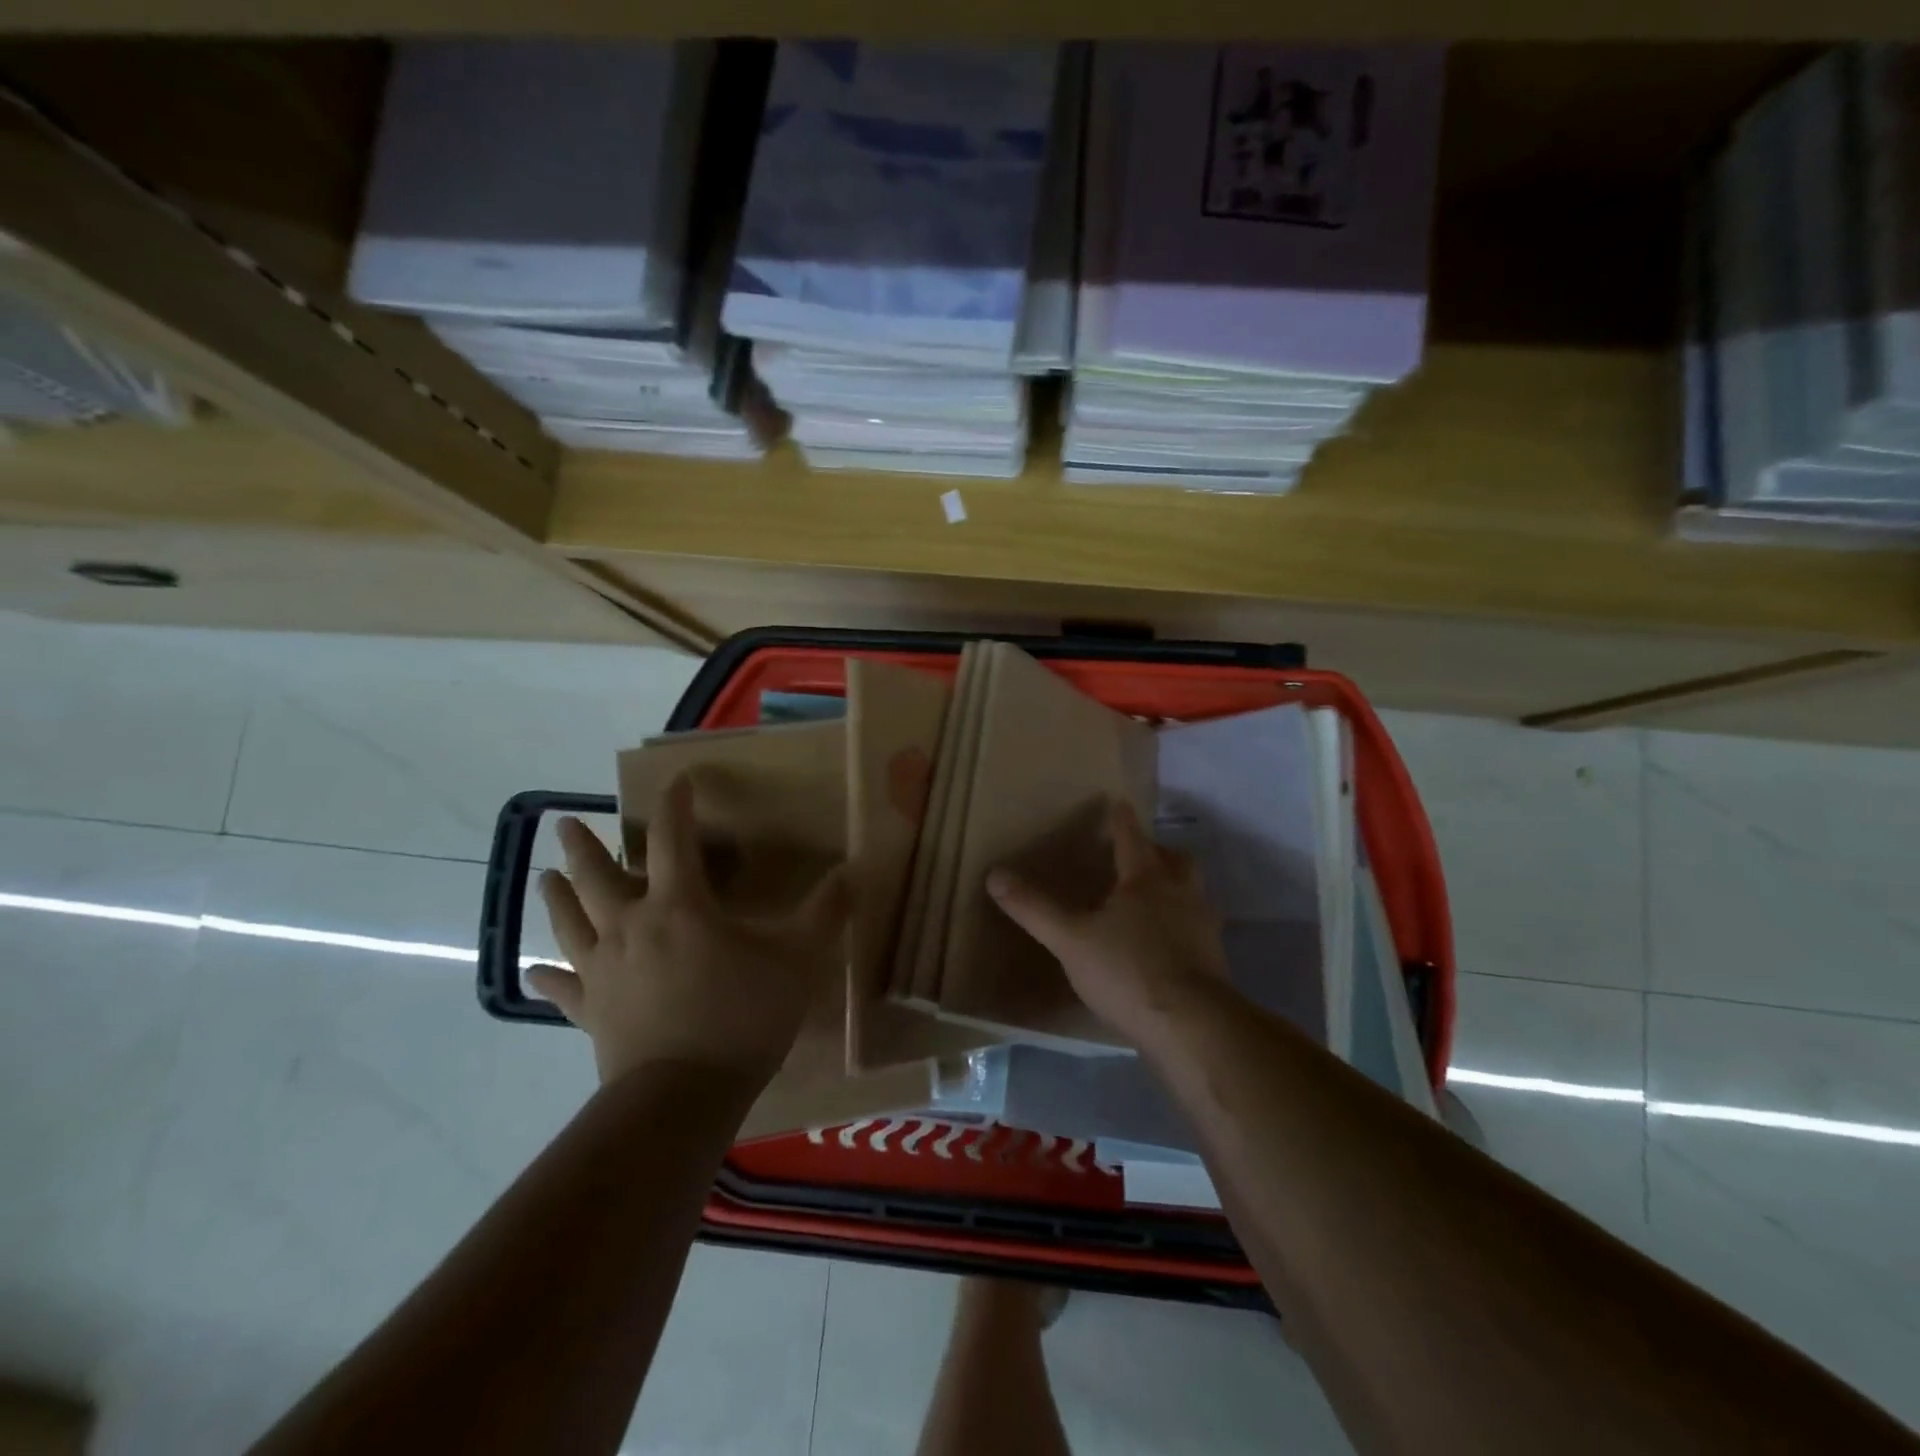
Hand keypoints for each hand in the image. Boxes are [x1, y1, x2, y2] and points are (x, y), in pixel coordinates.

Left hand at [528, 775, 848, 1086]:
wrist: (685, 1096)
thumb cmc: (743, 1016)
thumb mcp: (798, 959)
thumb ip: (825, 913)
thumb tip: (854, 871)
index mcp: (679, 905)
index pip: (671, 838)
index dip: (674, 805)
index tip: (677, 782)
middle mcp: (631, 926)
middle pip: (597, 876)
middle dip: (583, 846)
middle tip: (565, 824)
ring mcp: (603, 971)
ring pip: (570, 923)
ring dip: (556, 897)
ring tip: (545, 876)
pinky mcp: (591, 1012)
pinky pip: (562, 989)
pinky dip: (547, 977)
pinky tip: (535, 972)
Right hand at [987, 800, 1228, 1049]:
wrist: (1191, 1026)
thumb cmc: (1128, 970)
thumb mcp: (1071, 939)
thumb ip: (1034, 909)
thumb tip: (995, 875)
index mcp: (1146, 880)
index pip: (1132, 839)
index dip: (1122, 821)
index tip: (1119, 803)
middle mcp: (1181, 894)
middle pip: (1176, 860)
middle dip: (1159, 852)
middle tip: (1141, 855)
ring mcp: (1203, 927)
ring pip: (1193, 892)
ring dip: (1176, 887)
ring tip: (1154, 898)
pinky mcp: (1214, 960)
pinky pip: (1198, 928)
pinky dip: (1183, 924)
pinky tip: (1166, 944)